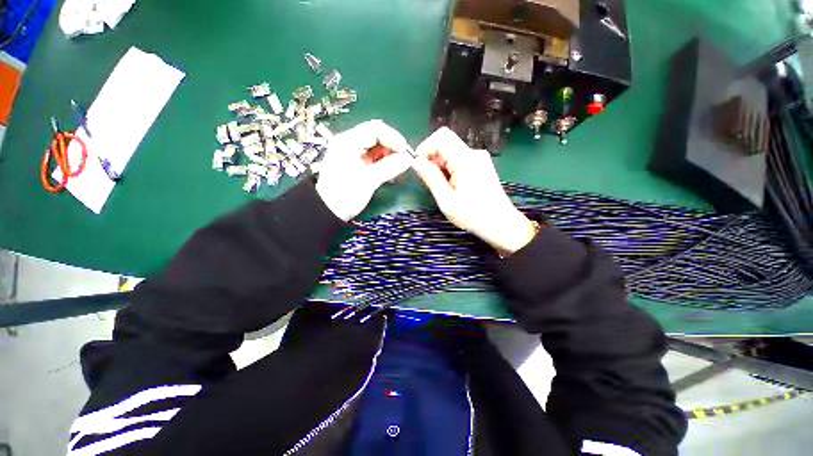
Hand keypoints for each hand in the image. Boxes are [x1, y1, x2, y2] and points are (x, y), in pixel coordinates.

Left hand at [315, 120, 412, 220]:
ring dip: (388, 156)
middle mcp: (349, 143)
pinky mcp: (353, 163)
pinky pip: (371, 158)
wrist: (327, 212)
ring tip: (397, 169)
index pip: (375, 129)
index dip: (393, 138)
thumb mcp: (369, 181)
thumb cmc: (345, 195)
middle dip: (392, 147)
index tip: (406, 151)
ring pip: (375, 147)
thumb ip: (389, 167)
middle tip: (403, 161)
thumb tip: (408, 159)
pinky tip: (389, 173)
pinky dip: (382, 163)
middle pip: (376, 136)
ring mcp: (351, 153)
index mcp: (348, 142)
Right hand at [411, 127, 537, 255]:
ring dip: (440, 165)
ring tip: (441, 187)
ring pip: (451, 151)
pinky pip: (459, 159)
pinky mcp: (481, 164)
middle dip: (432, 158)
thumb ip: (430, 177)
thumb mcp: (446, 200)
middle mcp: (474, 153)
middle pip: (446, 143)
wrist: (500, 224)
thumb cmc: (472, 215)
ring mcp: (480, 158)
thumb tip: (415, 161)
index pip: (441, 137)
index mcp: (466, 160)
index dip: (425, 147)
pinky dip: (450, 168)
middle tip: (428, 180)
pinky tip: (451, 185)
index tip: (418, 165)